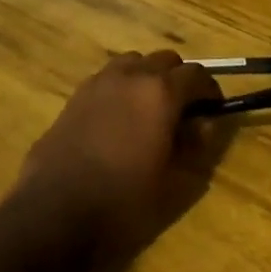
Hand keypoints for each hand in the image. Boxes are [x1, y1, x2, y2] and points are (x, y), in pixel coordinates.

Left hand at [17, 51, 224, 266]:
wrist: (55, 211)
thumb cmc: (123, 201)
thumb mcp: (174, 182)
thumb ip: (194, 146)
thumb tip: (202, 125)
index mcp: (160, 93)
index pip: (197, 75)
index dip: (211, 91)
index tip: (214, 110)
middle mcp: (130, 76)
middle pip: (165, 60)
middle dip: (179, 79)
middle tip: (184, 109)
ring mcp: (98, 83)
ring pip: (133, 63)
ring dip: (147, 77)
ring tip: (150, 109)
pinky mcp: (74, 97)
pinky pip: (107, 78)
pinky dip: (121, 87)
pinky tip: (119, 118)